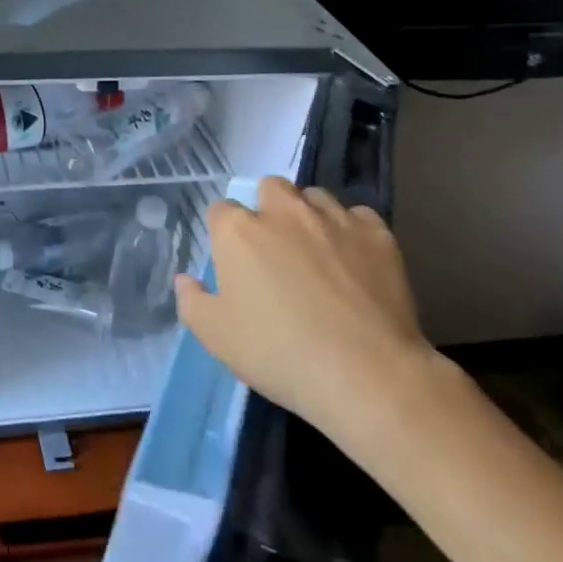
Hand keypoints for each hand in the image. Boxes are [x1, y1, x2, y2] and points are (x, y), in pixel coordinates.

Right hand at [173, 179, 445, 452]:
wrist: (365, 374)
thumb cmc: (278, 353)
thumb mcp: (216, 336)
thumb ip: (192, 301)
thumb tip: (186, 280)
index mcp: (238, 231)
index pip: (221, 209)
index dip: (225, 232)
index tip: (233, 260)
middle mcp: (283, 212)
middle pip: (270, 187)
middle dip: (268, 207)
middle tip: (274, 248)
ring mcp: (333, 219)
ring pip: (315, 197)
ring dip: (309, 214)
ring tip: (316, 251)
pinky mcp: (377, 235)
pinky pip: (358, 217)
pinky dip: (352, 231)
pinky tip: (355, 260)